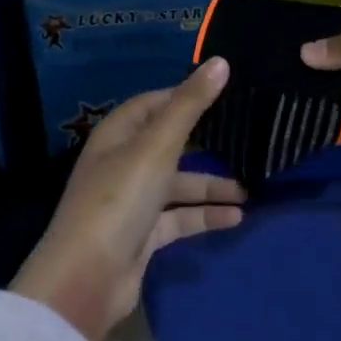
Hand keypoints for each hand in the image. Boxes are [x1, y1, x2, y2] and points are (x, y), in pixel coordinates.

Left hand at [12, 58, 243, 340]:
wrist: (87, 278)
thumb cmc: (119, 200)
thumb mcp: (157, 147)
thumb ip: (190, 106)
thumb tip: (221, 62)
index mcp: (117, 136)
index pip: (152, 104)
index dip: (184, 96)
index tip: (225, 93)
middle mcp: (122, 164)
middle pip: (169, 145)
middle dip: (206, 143)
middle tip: (247, 137)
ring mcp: (132, 202)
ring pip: (178, 185)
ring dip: (212, 186)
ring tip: (252, 187)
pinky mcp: (143, 236)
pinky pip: (180, 219)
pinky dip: (205, 216)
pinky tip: (237, 217)